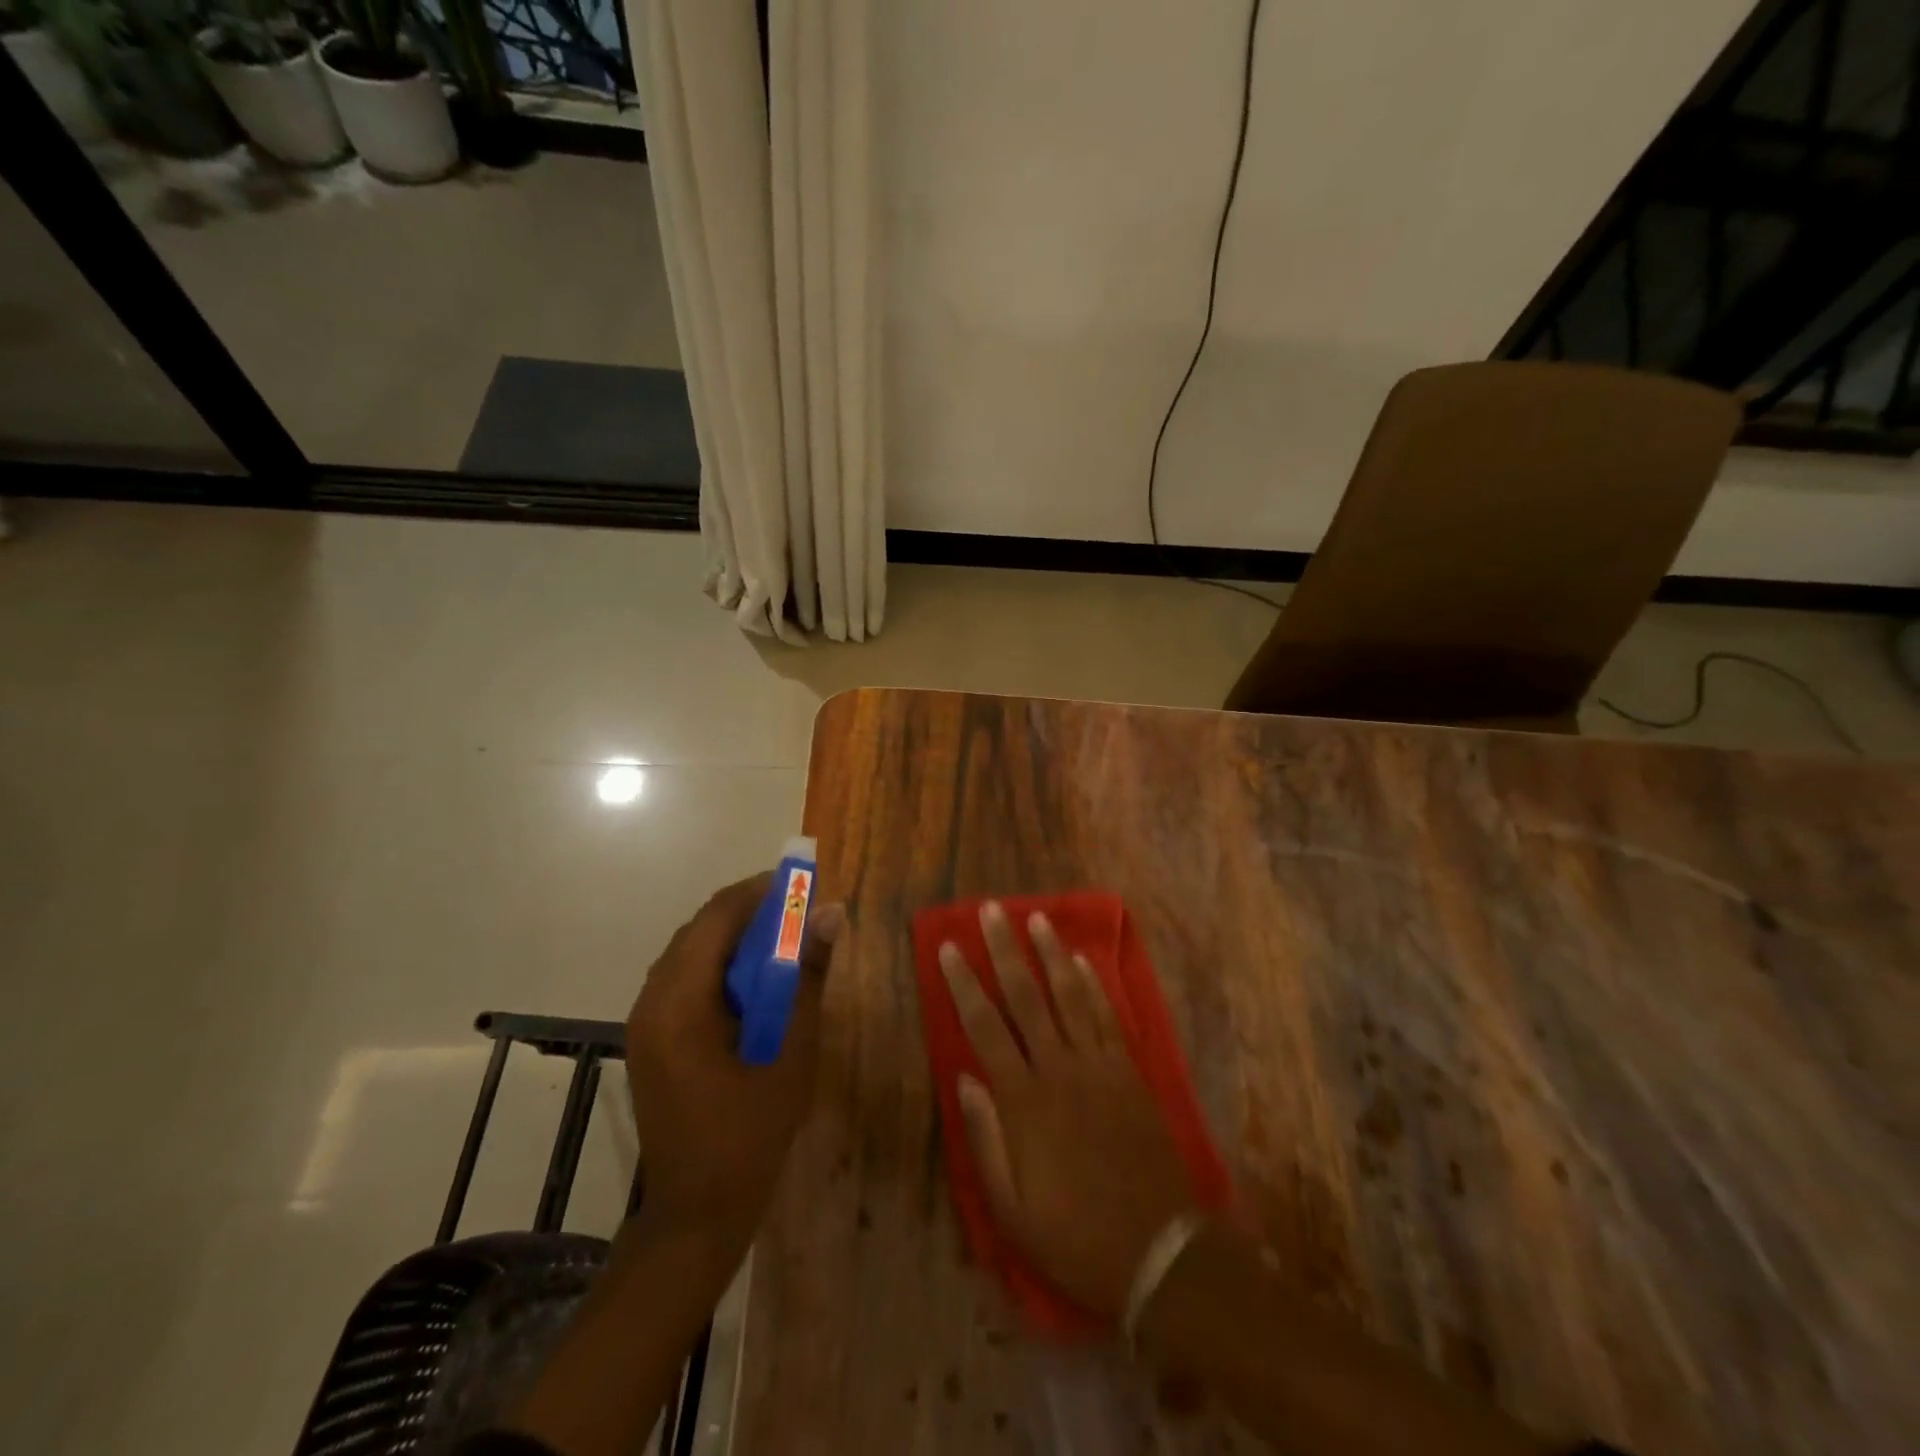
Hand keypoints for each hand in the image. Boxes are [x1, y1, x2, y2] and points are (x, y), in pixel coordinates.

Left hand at [626, 873, 845, 1256]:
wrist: (696, 1214)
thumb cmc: (749, 1136)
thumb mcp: (791, 1054)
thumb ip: (808, 979)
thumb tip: (831, 914)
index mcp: (679, 1004)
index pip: (716, 918)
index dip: (760, 893)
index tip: (804, 887)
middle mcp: (651, 1001)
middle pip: (700, 929)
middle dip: (751, 912)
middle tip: (801, 914)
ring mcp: (645, 1020)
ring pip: (691, 951)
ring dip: (736, 937)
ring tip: (787, 941)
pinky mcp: (651, 1036)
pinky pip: (686, 978)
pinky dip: (722, 965)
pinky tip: (757, 981)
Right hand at [939, 901, 1193, 1316]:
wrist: (1159, 1253)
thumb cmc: (1075, 1235)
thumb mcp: (1012, 1209)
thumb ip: (985, 1139)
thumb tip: (964, 1077)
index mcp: (1023, 1101)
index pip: (985, 1027)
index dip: (964, 984)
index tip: (950, 947)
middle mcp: (1059, 1069)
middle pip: (1026, 996)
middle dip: (1005, 950)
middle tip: (991, 910)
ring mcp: (1099, 1066)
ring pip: (1070, 996)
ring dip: (1051, 954)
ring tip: (1036, 918)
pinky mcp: (1129, 1072)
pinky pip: (1107, 1017)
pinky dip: (1093, 986)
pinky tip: (1082, 961)